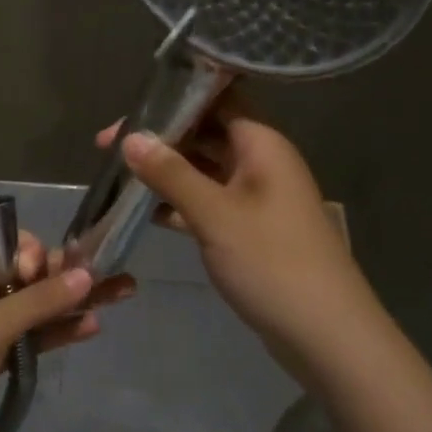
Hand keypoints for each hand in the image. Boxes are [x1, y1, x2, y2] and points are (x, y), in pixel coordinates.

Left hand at [0, 232, 133, 431]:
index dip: (34, 256)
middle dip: (66, 277)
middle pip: (26, 274)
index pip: (8, 244)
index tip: (44, 279)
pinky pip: (28, 335)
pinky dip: (55, 331)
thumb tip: (88, 273)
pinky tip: (90, 327)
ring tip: (122, 295)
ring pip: (32, 306)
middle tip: (112, 278)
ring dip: (70, 303)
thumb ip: (40, 300)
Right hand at [102, 96, 378, 379]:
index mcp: (261, 144)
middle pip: (205, 134)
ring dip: (165, 172)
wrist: (325, 334)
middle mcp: (260, 162)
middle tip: (106, 146)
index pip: (217, 99)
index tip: (131, 108)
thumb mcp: (215, 214)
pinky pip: (208, 204)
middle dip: (160, 138)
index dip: (174, 97)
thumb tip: (131, 137)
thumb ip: (171, 174)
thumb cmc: (272, 262)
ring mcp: (255, 198)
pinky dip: (178, 204)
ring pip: (203, 171)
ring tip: (117, 175)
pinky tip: (142, 212)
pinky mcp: (249, 230)